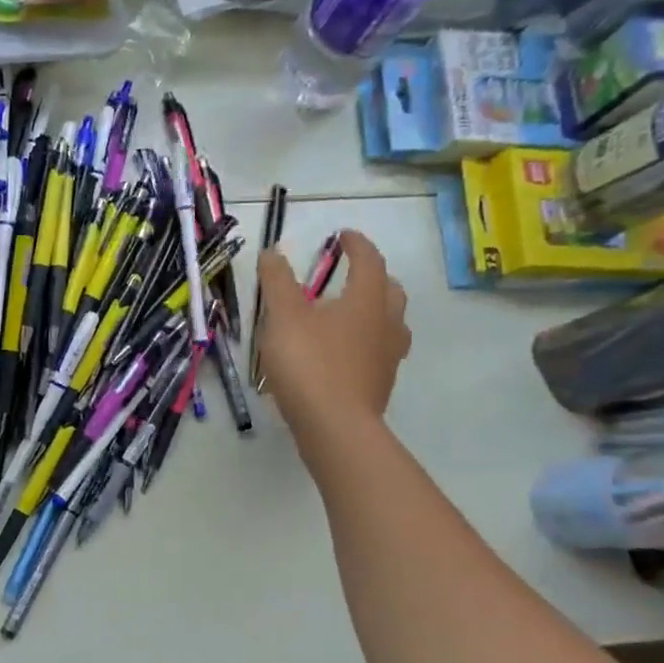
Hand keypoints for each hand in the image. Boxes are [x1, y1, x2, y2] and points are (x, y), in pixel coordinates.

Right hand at [256, 230, 410, 441]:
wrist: (334, 426)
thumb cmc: (309, 363)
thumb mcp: (283, 316)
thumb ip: (277, 282)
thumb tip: (272, 252)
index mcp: (366, 301)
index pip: (369, 262)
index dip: (357, 245)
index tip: (343, 236)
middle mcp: (386, 324)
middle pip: (390, 291)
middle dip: (374, 277)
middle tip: (353, 274)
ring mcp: (387, 357)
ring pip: (391, 324)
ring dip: (376, 311)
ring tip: (352, 313)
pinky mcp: (380, 385)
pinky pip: (379, 352)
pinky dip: (367, 342)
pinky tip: (345, 353)